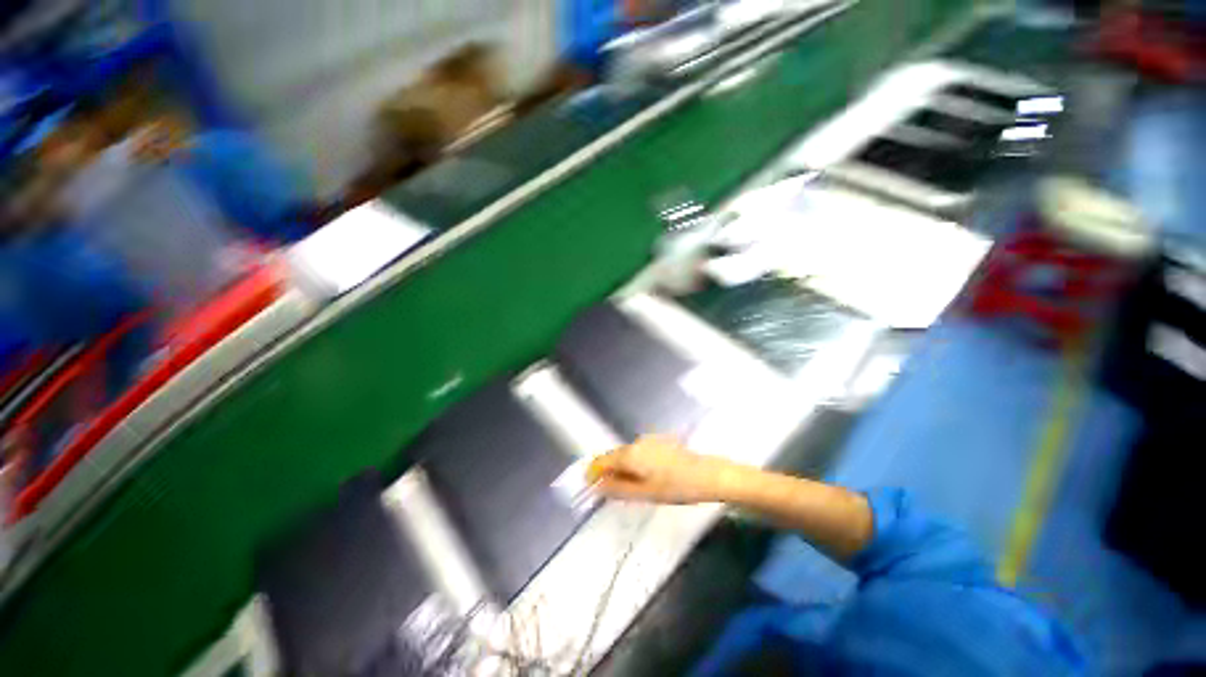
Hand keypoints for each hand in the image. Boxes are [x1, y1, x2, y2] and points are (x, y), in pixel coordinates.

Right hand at [586, 435, 737, 503]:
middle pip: (614, 456)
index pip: (602, 460)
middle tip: (611, 492)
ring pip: (627, 454)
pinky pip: (639, 452)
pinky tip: (646, 477)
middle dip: (608, 472)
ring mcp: (649, 440)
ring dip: (622, 469)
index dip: (593, 472)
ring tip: (630, 488)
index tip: (589, 487)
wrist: (709, 475)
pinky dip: (635, 464)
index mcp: (630, 454)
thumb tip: (598, 486)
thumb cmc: (676, 487)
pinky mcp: (660, 442)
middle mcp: (636, 442)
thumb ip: (618, 489)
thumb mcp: (645, 494)